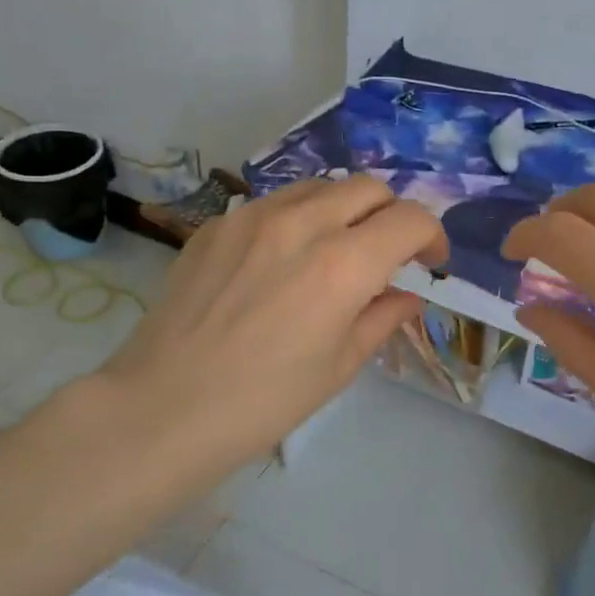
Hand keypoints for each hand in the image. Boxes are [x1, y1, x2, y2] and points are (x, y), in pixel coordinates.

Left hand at [96, 176, 445, 481]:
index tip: (430, 261)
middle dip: (391, 214)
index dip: (432, 235)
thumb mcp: (339, 366)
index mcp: (343, 265)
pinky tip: (282, 261)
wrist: (163, 409)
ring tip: (335, 250)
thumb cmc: (264, 401)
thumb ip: (382, 318)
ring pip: (320, 186)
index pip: (410, 219)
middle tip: (387, 253)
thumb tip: (406, 295)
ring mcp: (252, 217)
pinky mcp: (217, 224)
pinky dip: (298, 220)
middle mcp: (302, 224)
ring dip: (345, 210)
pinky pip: (274, 203)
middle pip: (369, 187)